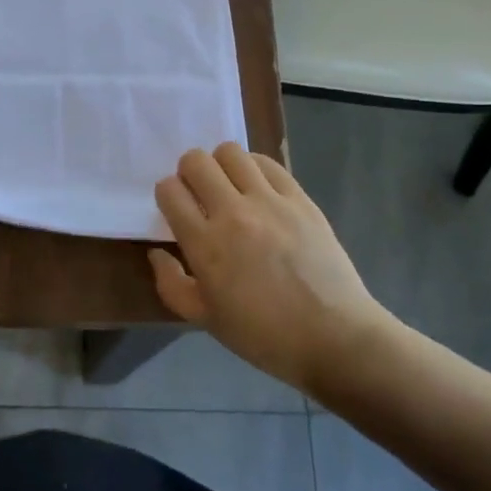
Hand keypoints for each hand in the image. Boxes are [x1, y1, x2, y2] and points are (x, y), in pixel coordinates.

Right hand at [151, 143, 391, 395]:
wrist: (333, 337)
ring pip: (231, 153)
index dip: (167, 195)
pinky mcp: (300, 198)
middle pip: (196, 161)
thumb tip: (157, 252)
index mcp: (205, 244)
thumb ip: (171, 284)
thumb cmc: (263, 336)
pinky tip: (258, 188)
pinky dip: (254, 168)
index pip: (169, 191)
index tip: (175, 210)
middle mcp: (233, 213)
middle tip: (199, 194)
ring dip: (221, 165)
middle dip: (188, 172)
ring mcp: (270, 202)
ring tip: (229, 187)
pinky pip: (268, 163)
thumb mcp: (205, 320)